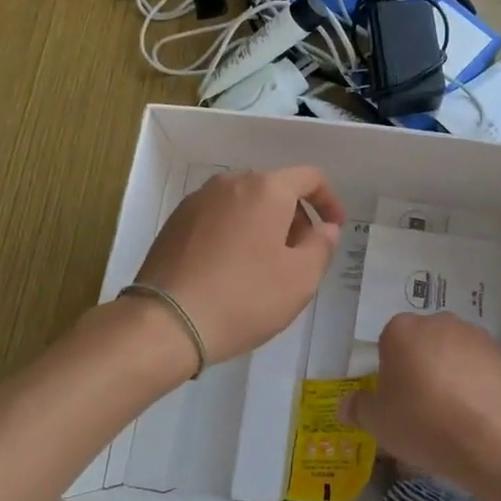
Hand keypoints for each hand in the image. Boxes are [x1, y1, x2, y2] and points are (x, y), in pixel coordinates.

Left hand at [131, 167, 345, 363]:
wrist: (167, 322)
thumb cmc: (245, 297)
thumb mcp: (300, 278)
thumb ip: (322, 246)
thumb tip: (325, 227)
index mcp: (266, 189)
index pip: (309, 177)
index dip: (329, 201)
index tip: (334, 229)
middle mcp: (230, 183)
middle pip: (274, 189)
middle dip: (295, 216)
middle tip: (300, 255)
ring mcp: (197, 201)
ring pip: (244, 203)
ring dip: (263, 225)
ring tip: (265, 266)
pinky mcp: (175, 222)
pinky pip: (218, 217)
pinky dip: (234, 232)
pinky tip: (231, 269)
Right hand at [344, 312, 500, 499]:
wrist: (488, 439)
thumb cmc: (421, 423)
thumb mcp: (377, 422)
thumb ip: (358, 408)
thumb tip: (346, 404)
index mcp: (402, 330)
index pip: (390, 342)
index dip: (392, 371)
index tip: (396, 399)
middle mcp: (439, 322)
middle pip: (424, 343)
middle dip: (423, 367)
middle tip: (423, 406)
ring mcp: (477, 336)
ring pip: (456, 352)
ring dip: (453, 373)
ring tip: (455, 414)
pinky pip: (484, 368)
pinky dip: (480, 384)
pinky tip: (479, 414)